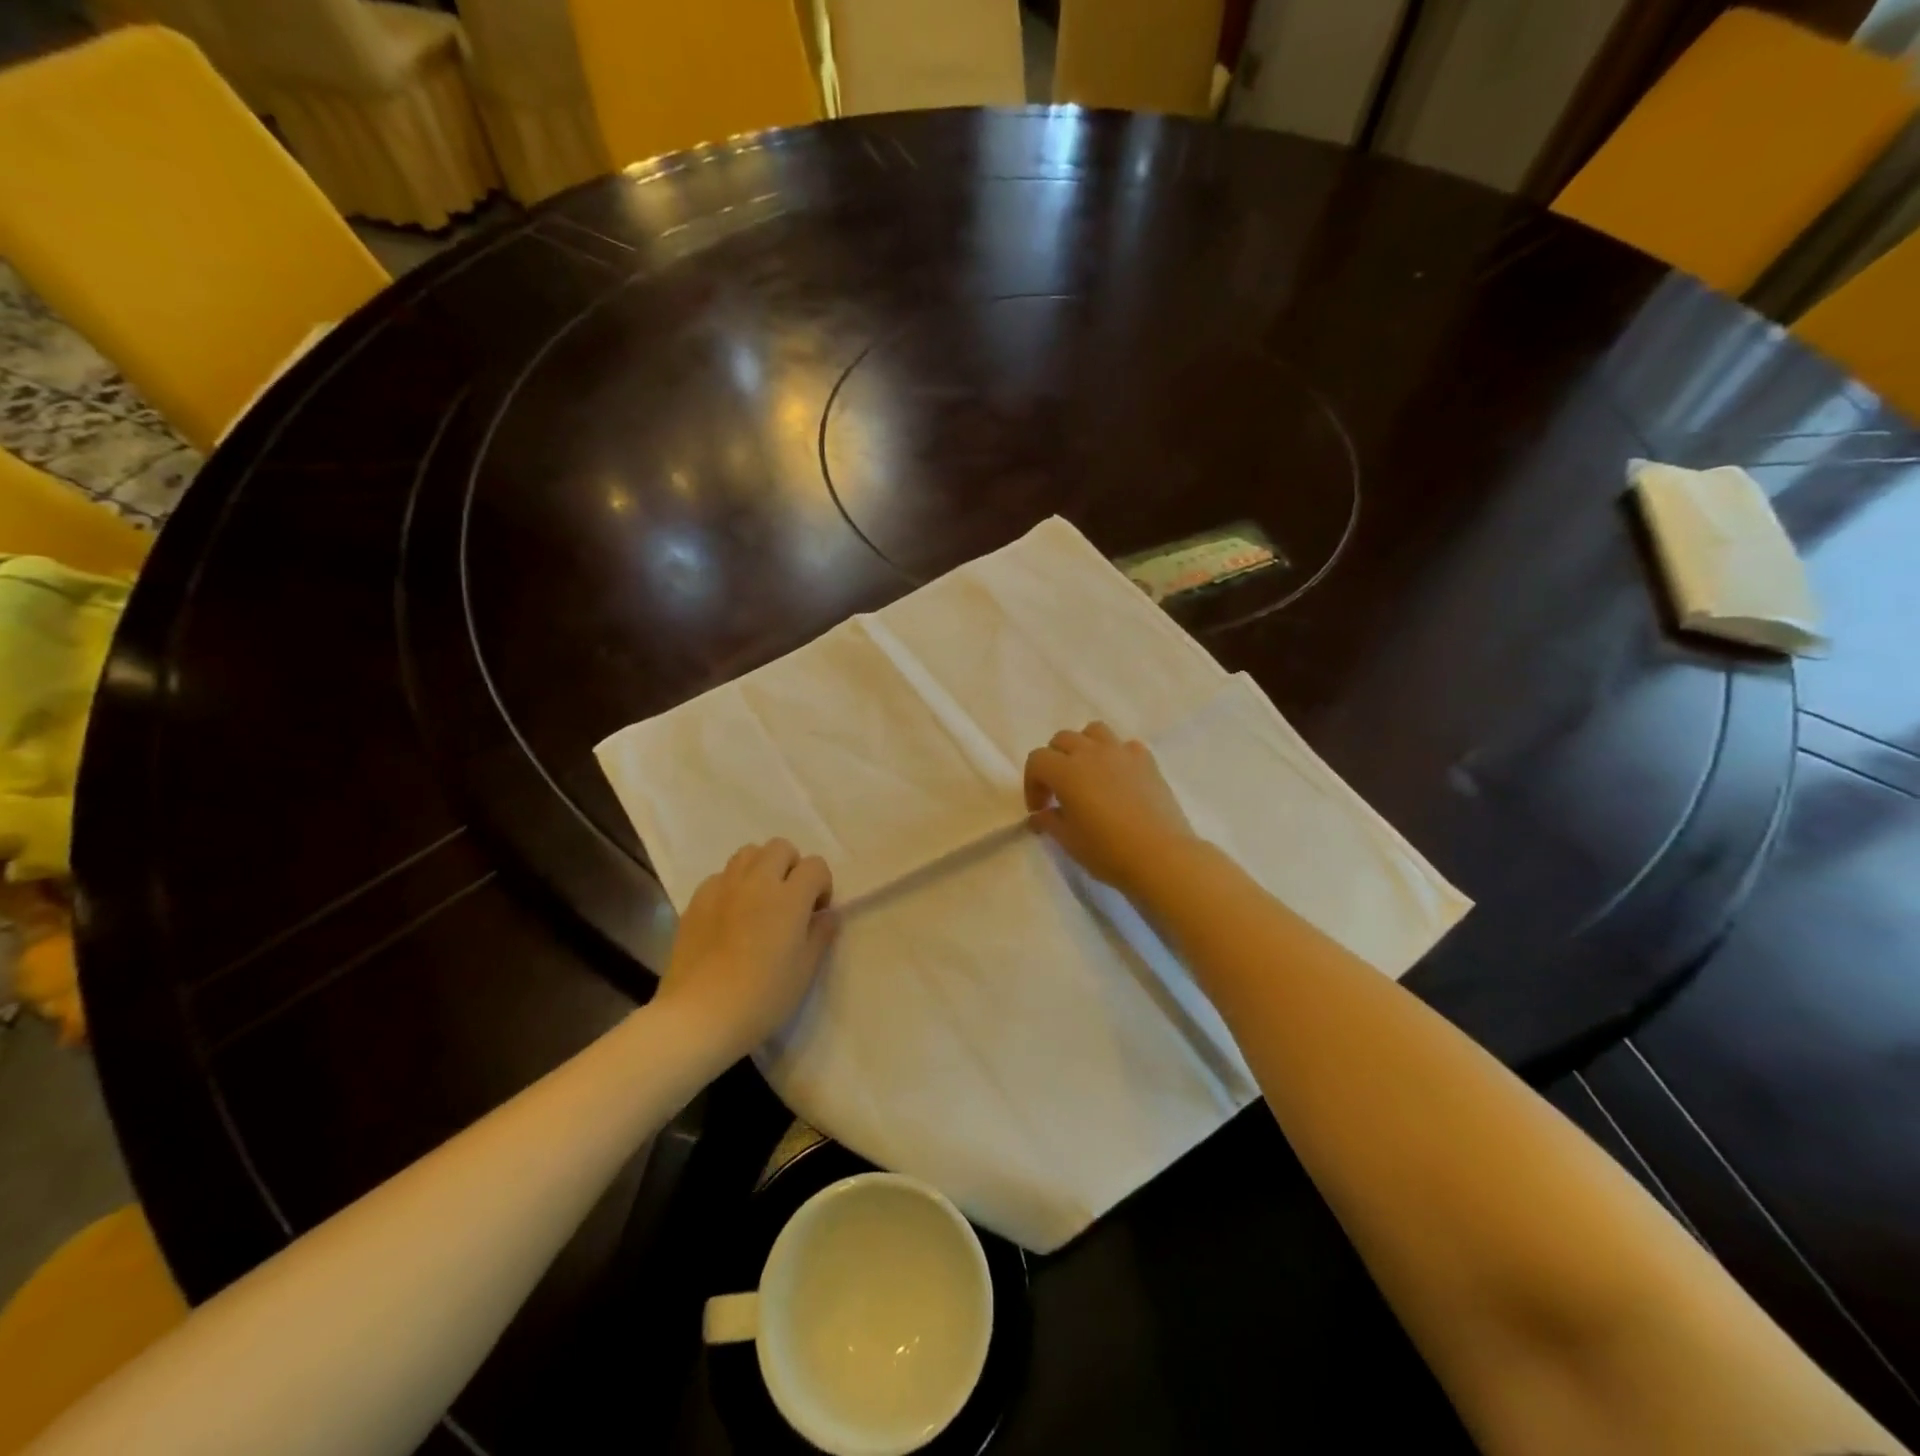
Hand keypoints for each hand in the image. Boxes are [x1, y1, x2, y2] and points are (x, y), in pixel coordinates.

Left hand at [656, 839, 837, 1062]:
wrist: (699, 1016)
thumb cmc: (762, 997)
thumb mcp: (805, 971)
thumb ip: (821, 935)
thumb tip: (827, 914)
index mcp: (789, 896)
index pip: (815, 865)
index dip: (822, 885)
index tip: (815, 914)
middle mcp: (756, 881)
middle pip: (780, 847)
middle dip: (792, 867)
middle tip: (789, 902)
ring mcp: (722, 888)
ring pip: (747, 854)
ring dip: (761, 869)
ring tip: (759, 902)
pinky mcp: (696, 901)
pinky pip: (720, 876)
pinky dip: (732, 886)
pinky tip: (729, 917)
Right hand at [1024, 722, 1195, 899]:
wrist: (1160, 856)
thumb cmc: (1107, 851)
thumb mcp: (1068, 841)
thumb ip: (1049, 821)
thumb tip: (1040, 814)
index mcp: (1066, 771)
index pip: (1037, 760)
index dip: (1032, 784)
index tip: (1040, 809)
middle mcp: (1091, 753)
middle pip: (1063, 740)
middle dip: (1054, 761)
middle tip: (1059, 791)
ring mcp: (1122, 753)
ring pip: (1094, 732)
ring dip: (1084, 747)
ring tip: (1088, 773)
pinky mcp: (1147, 761)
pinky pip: (1125, 746)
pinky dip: (1116, 756)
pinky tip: (1119, 779)